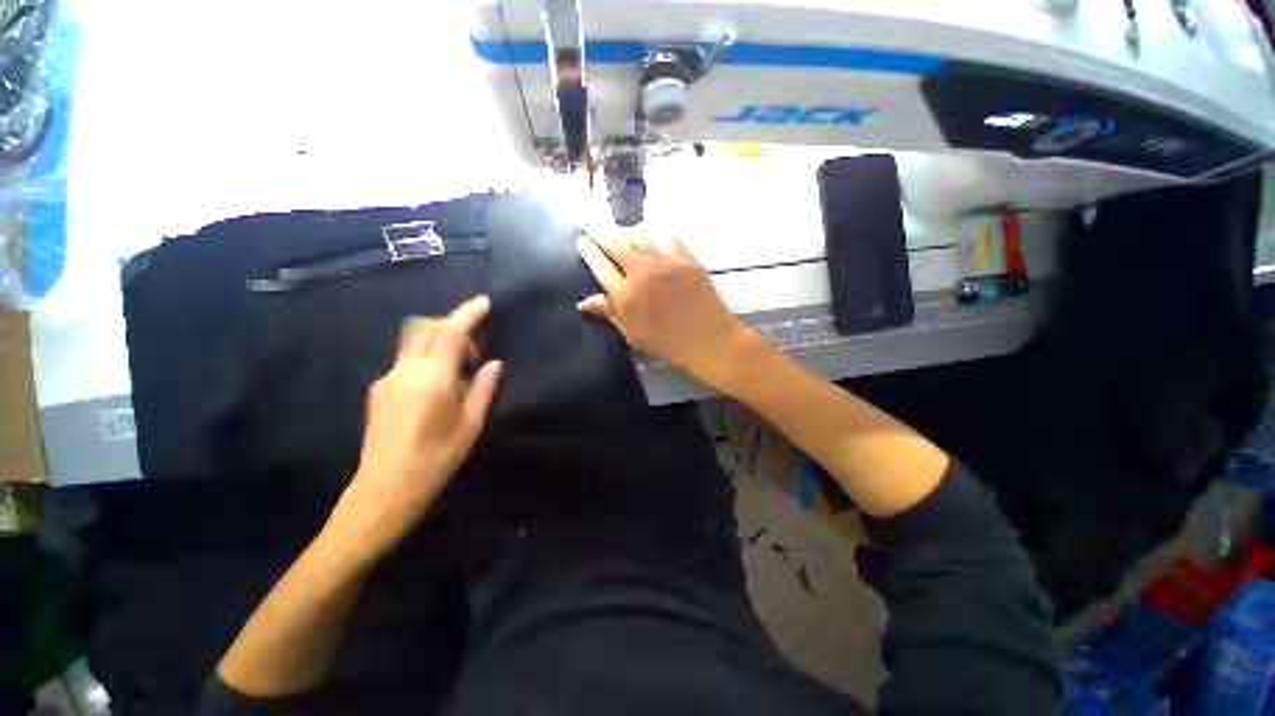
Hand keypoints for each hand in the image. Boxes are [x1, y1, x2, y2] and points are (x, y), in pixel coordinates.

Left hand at [328, 296, 501, 559]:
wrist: (384, 489)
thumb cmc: (436, 459)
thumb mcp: (471, 424)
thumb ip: (484, 388)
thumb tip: (494, 363)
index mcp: (432, 379)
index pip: (450, 333)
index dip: (468, 314)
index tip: (484, 303)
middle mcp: (405, 370)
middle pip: (426, 328)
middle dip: (452, 323)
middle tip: (475, 342)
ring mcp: (388, 378)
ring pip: (414, 341)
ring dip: (438, 338)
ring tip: (460, 363)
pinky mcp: (379, 389)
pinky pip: (407, 358)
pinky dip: (427, 355)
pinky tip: (439, 380)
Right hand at [576, 229, 752, 383]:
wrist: (707, 339)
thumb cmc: (667, 343)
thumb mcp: (633, 334)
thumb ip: (609, 313)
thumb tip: (584, 302)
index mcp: (626, 295)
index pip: (600, 265)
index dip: (589, 251)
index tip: (582, 241)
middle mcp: (642, 272)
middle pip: (616, 243)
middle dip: (602, 234)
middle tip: (597, 232)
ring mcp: (665, 262)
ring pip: (639, 233)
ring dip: (626, 230)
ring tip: (622, 233)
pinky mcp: (685, 257)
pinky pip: (665, 234)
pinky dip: (653, 231)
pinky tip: (651, 234)